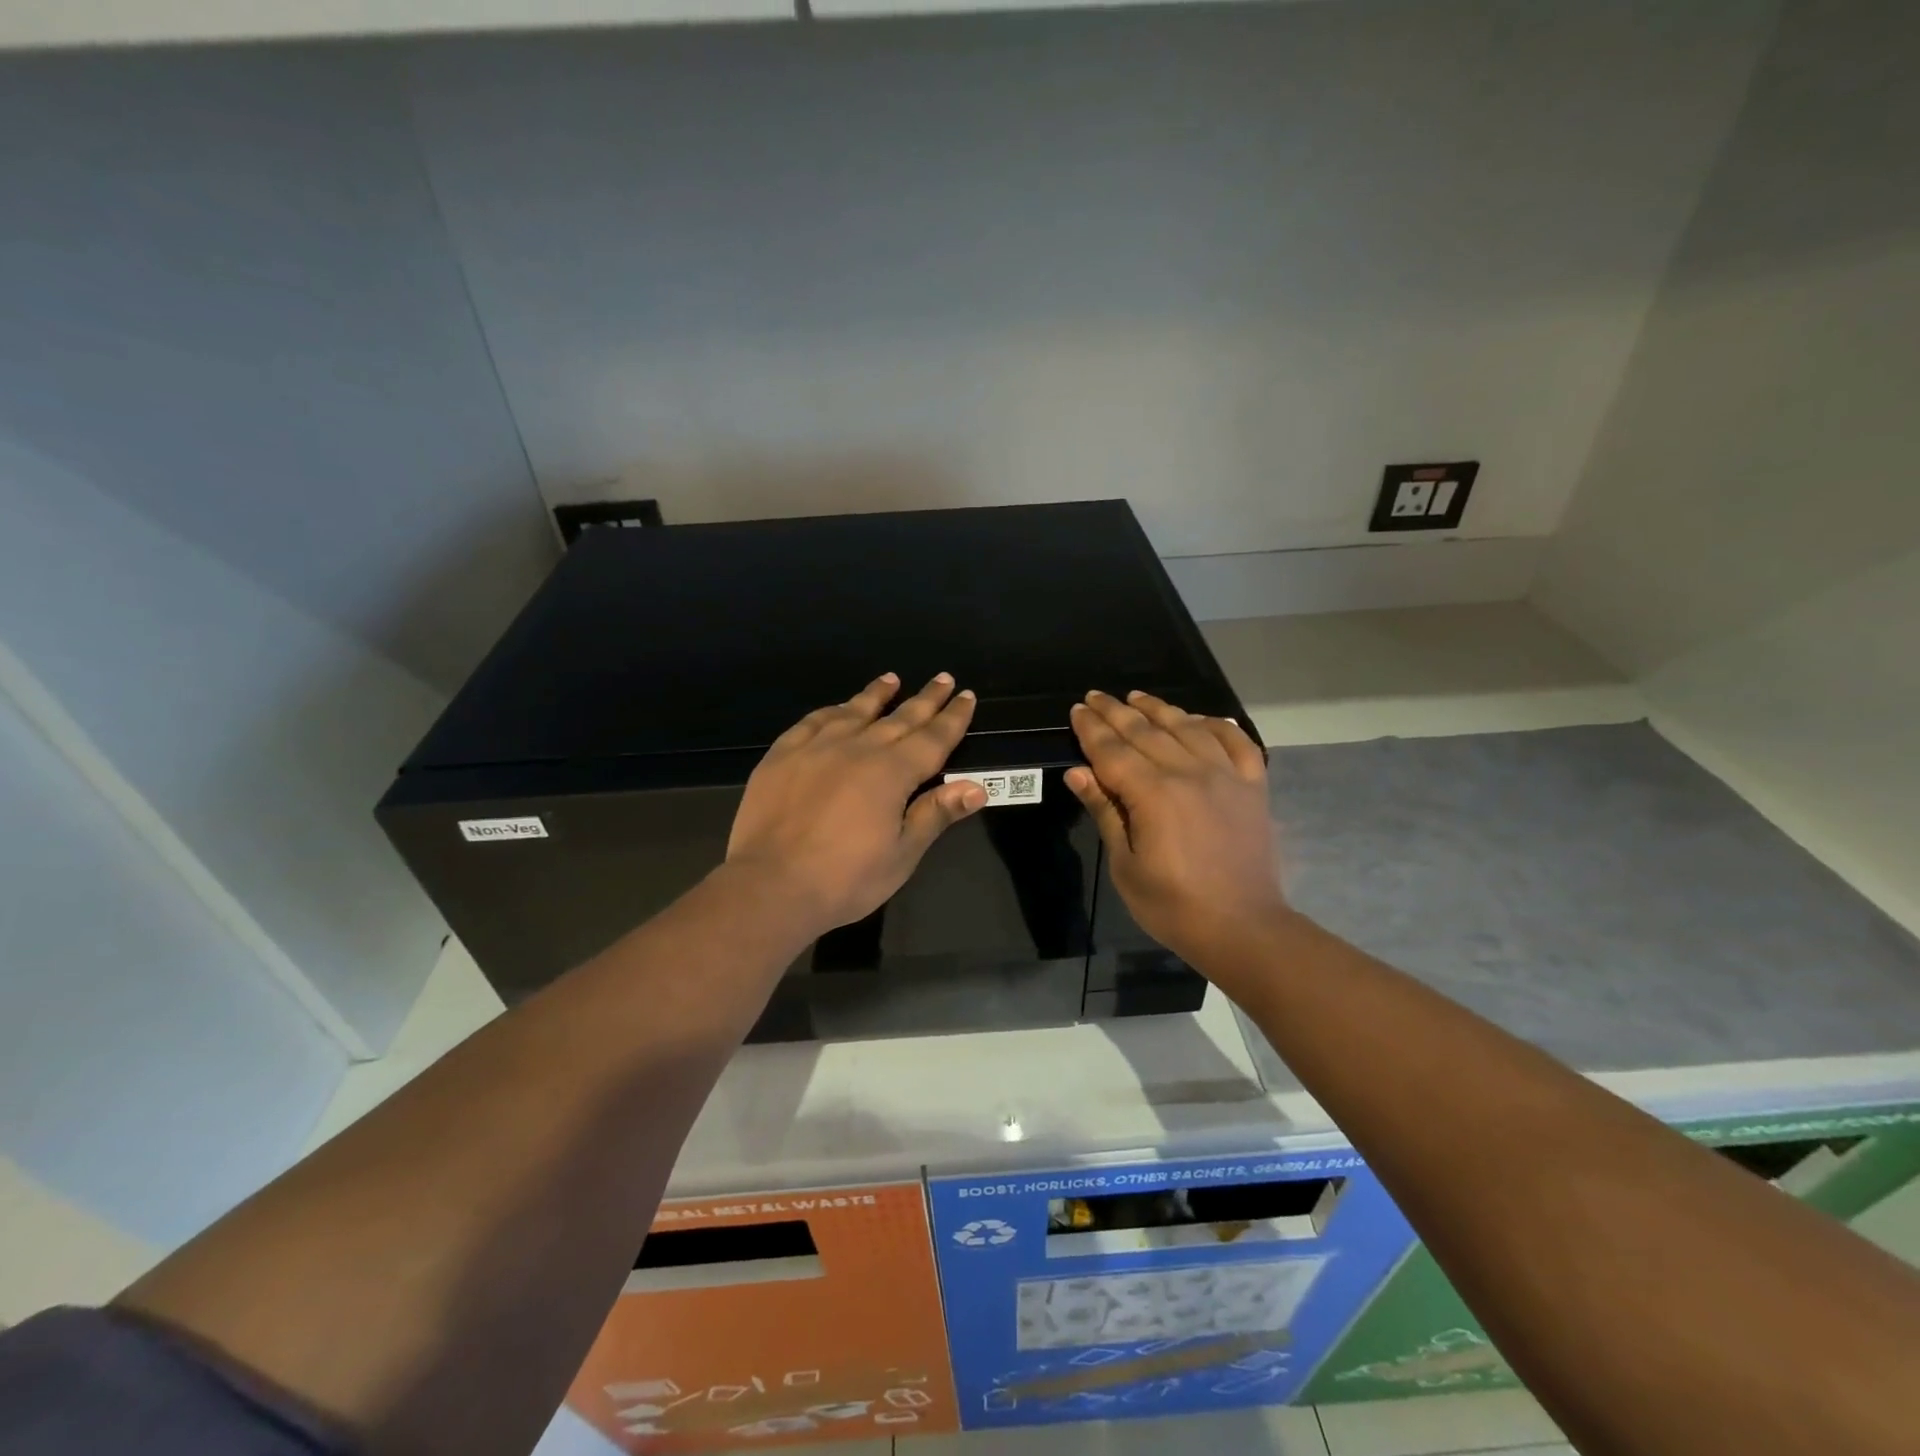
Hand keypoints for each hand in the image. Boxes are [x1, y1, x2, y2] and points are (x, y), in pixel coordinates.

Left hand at [726, 672, 986, 936]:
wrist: (770, 886)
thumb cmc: (845, 879)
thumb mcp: (902, 854)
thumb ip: (936, 814)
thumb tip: (977, 786)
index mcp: (892, 773)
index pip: (933, 738)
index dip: (953, 718)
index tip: (967, 696)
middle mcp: (858, 748)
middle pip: (900, 718)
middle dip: (925, 699)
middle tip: (943, 678)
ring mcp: (817, 747)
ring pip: (855, 711)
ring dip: (877, 694)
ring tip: (892, 679)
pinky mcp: (783, 755)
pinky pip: (813, 721)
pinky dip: (832, 711)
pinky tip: (838, 708)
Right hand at [1066, 690, 1288, 973]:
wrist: (1243, 928)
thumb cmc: (1173, 905)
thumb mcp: (1125, 865)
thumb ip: (1106, 812)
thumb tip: (1077, 772)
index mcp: (1153, 794)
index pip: (1113, 751)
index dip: (1092, 729)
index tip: (1076, 710)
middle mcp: (1190, 773)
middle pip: (1146, 732)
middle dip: (1117, 712)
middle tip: (1096, 697)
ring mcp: (1226, 777)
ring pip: (1188, 728)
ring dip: (1160, 710)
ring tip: (1137, 697)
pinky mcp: (1254, 787)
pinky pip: (1237, 743)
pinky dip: (1218, 726)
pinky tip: (1201, 719)